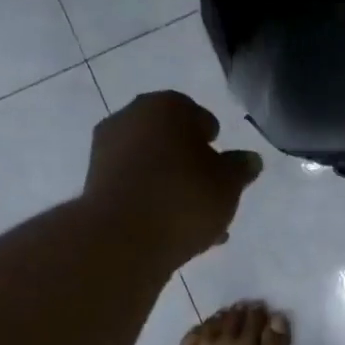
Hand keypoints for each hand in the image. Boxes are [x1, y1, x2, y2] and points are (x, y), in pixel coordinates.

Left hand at [85, 90, 263, 268]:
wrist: (122, 239)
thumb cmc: (184, 199)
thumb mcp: (228, 185)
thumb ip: (241, 169)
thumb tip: (250, 159)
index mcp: (165, 106)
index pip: (197, 115)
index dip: (212, 139)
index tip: (222, 165)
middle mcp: (131, 118)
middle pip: (170, 141)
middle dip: (191, 165)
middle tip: (210, 193)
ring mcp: (107, 152)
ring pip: (152, 168)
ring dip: (173, 188)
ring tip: (197, 222)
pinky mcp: (95, 185)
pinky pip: (135, 189)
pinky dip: (153, 203)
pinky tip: (172, 230)